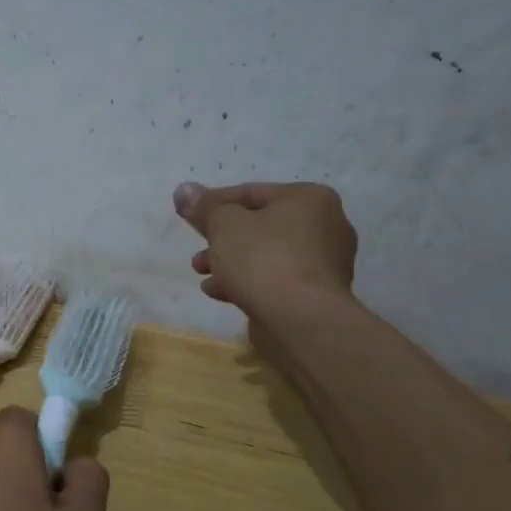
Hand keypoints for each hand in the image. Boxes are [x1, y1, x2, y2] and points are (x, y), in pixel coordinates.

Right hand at [173, 180, 358, 318]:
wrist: (301, 320)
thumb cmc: (263, 260)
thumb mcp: (225, 225)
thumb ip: (205, 207)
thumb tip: (184, 190)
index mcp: (309, 198)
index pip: (251, 192)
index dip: (214, 203)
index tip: (187, 216)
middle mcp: (326, 225)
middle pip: (260, 225)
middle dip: (222, 239)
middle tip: (198, 253)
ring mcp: (325, 262)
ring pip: (266, 254)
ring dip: (231, 262)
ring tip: (202, 274)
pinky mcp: (318, 293)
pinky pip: (276, 279)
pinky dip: (248, 281)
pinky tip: (220, 292)